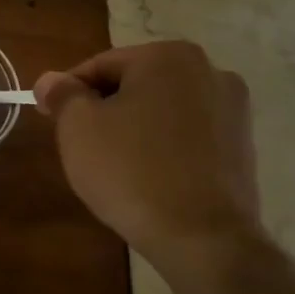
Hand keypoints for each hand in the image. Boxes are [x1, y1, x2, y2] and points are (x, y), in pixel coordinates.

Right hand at [33, 41, 262, 270]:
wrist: (202, 237)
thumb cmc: (130, 169)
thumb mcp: (77, 126)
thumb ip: (62, 94)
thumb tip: (51, 81)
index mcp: (168, 56)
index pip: (100, 66)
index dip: (69, 93)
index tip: (51, 120)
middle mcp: (209, 71)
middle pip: (135, 84)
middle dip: (104, 109)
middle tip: (80, 144)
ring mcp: (234, 110)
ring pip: (162, 110)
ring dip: (134, 128)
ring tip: (114, 165)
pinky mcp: (243, 147)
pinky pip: (187, 136)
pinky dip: (163, 148)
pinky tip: (147, 177)